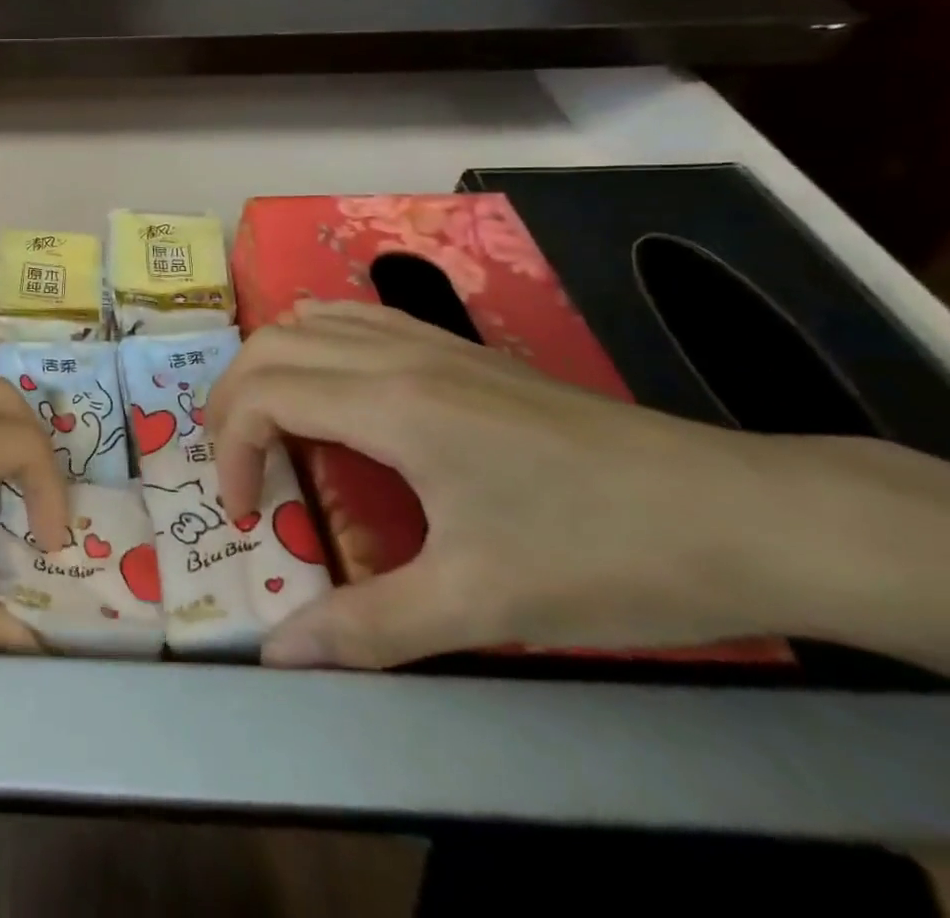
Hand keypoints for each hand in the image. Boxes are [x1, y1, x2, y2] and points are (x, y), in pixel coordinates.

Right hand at [208, 301, 819, 668]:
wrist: (745, 514)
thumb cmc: (604, 556)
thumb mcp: (481, 605)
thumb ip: (367, 627)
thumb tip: (278, 657)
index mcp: (391, 404)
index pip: (263, 395)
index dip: (231, 451)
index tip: (249, 516)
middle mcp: (397, 355)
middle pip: (270, 345)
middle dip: (231, 403)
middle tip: (242, 470)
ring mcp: (430, 343)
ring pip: (310, 320)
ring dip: (269, 367)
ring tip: (270, 426)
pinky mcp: (460, 350)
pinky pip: (356, 318)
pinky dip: (315, 343)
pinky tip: (334, 388)